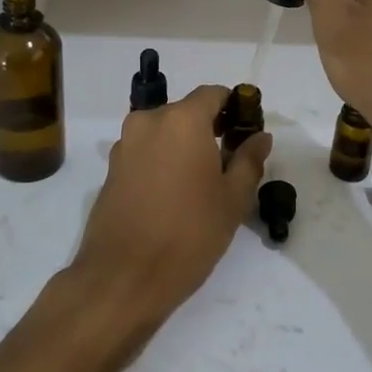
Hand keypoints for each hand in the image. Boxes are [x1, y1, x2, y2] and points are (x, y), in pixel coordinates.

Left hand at [64, 85, 272, 343]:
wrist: (123, 277)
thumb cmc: (188, 234)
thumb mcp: (232, 199)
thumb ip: (249, 160)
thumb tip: (260, 137)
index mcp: (182, 120)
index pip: (213, 94)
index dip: (234, 107)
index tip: (247, 132)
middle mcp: (149, 122)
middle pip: (186, 113)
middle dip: (209, 130)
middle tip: (230, 164)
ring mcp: (124, 146)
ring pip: (164, 134)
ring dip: (183, 147)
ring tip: (201, 185)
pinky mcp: (111, 170)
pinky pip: (145, 153)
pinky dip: (162, 163)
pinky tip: (173, 197)